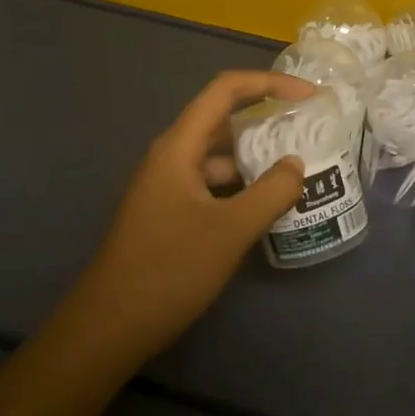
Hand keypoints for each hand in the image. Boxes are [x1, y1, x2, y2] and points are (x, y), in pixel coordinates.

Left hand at [75, 69, 315, 363]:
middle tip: (309, 131)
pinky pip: (212, 184)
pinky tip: (266, 205)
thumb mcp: (230, 231)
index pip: (225, 90)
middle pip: (222, 119)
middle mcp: (171, 157)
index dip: (269, 84)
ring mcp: (167, 187)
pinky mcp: (169, 213)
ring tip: (297, 168)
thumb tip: (296, 165)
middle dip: (266, 119)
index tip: (309, 96)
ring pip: (219, 156)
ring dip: (256, 156)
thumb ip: (271, 193)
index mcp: (178, 147)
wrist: (106, 331)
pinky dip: (242, 185)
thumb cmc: (167, 271)